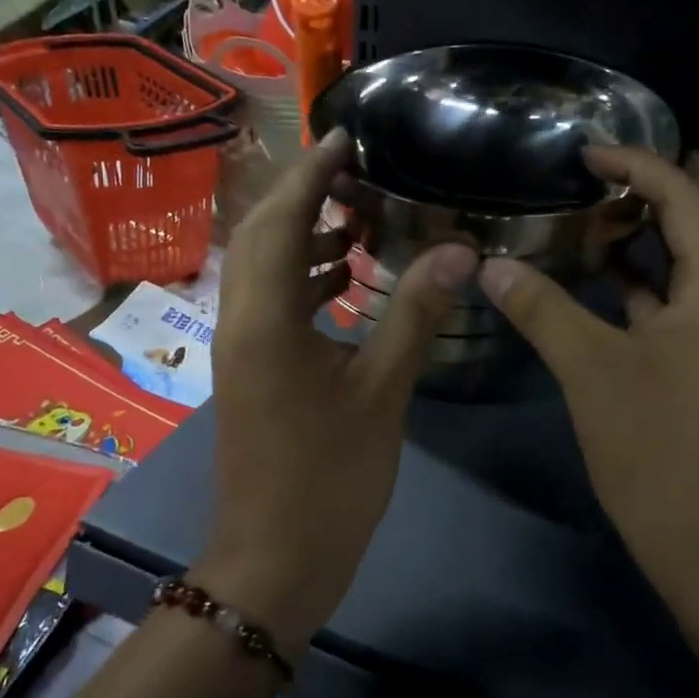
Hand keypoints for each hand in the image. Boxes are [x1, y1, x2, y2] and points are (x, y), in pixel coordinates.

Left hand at [199, 129, 477, 656]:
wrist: (274, 561)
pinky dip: (305, 277)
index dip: (313, 172)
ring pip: (262, 267)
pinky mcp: (249, 369)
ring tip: (360, 220)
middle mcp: (239, 320)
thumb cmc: (328, 479)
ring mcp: (239, 347)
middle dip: (302, 194)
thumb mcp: (382, 393)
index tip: (347, 136)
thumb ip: (414, 314)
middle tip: (355, 172)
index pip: (283, 220)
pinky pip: (271, 301)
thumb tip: (459, 250)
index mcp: (265, 318)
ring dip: (304, 235)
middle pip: (259, 233)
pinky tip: (349, 281)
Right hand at [478, 148, 698, 601]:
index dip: (639, 166)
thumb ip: (542, 309)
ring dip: (670, 229)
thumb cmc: (656, 447)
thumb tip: (491, 266)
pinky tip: (613, 276)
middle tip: (634, 162)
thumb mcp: (590, 369)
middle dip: (685, 182)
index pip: (686, 200)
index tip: (588, 153)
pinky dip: (655, 276)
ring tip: (618, 206)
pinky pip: (688, 299)